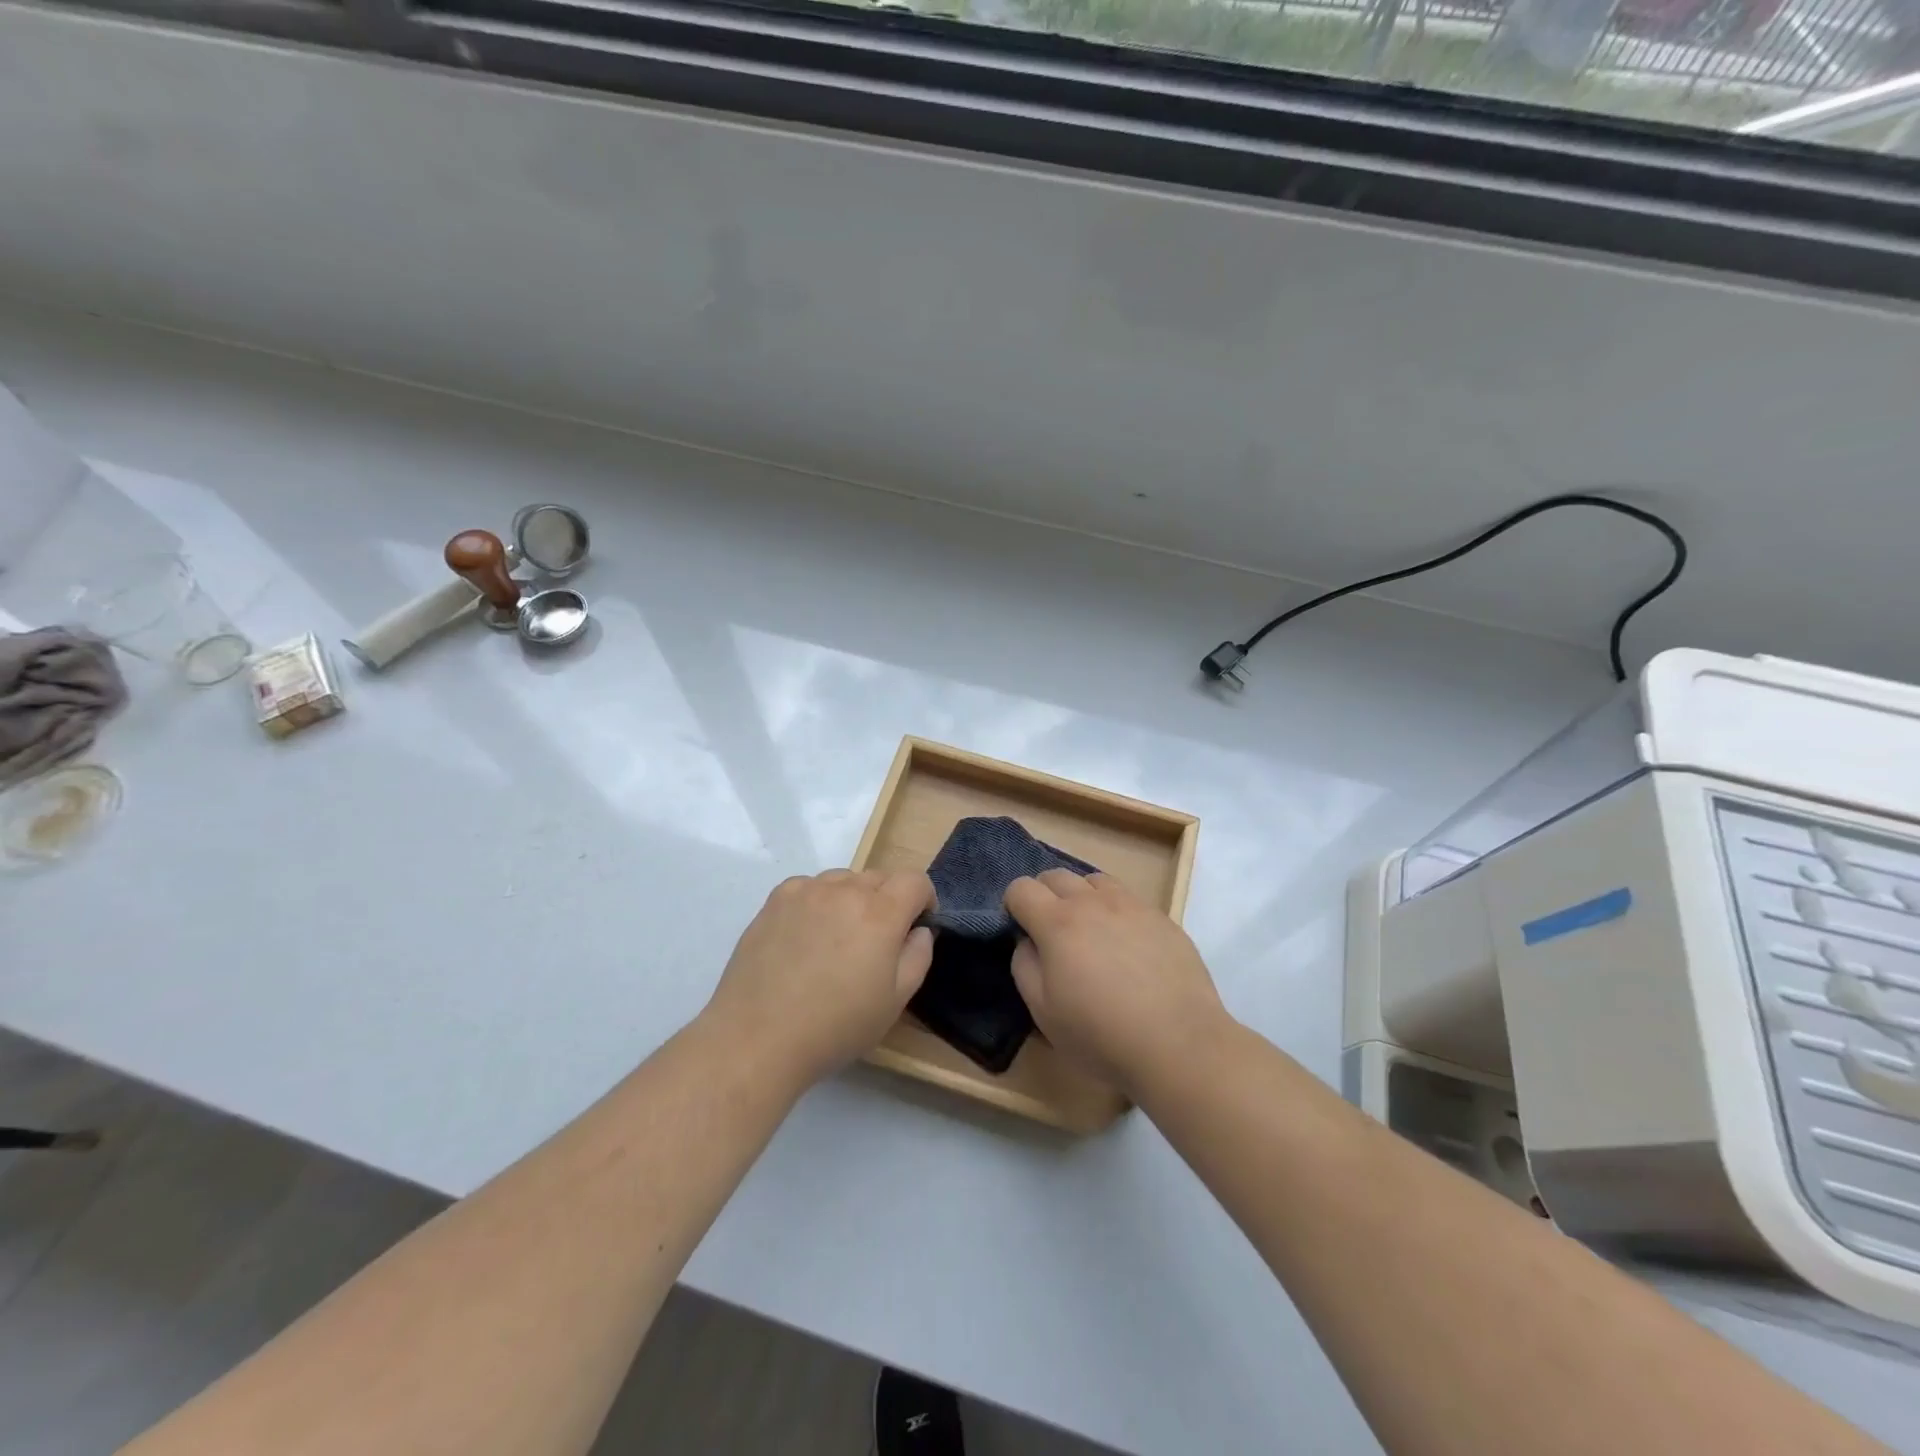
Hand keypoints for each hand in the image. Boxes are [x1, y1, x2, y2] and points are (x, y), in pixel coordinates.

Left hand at [707, 869, 935, 1087]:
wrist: (758, 1037)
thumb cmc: (835, 1027)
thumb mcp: (895, 1002)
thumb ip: (918, 956)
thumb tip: (918, 930)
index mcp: (880, 913)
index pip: (914, 880)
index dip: (924, 899)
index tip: (916, 925)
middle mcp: (845, 890)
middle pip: (880, 878)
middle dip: (888, 902)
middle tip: (875, 943)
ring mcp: (807, 890)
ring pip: (844, 880)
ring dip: (852, 899)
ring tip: (837, 940)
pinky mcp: (776, 899)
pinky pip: (810, 887)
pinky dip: (818, 902)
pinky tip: (806, 937)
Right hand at [1005, 870, 1227, 1094]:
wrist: (1179, 1043)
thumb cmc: (1101, 1034)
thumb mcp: (1043, 1012)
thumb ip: (1024, 966)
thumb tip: (1028, 941)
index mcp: (1057, 922)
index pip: (1021, 888)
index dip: (1013, 906)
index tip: (1022, 931)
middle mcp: (1092, 902)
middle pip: (1056, 875)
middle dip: (1044, 895)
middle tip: (1052, 933)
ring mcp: (1131, 905)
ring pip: (1094, 880)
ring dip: (1082, 896)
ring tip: (1090, 932)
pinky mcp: (1161, 917)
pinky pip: (1128, 897)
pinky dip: (1115, 910)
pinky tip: (1126, 945)